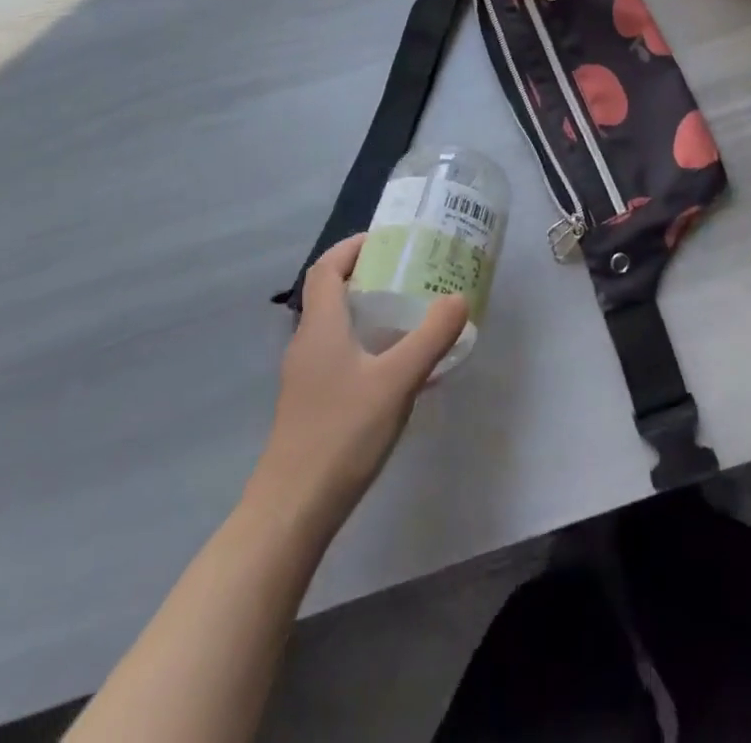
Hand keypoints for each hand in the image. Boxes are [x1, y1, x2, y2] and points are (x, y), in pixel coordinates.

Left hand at [249, 235, 467, 537]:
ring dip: (372, 314)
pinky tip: (401, 372)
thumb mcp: (397, 381)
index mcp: (321, 326)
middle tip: (412, 274)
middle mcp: (308, 344)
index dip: (352, 247)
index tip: (387, 239)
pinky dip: (370, 348)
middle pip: (333, 295)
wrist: (292, 511)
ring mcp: (307, 377)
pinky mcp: (313, 405)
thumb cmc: (341, 434)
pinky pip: (344, 358)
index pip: (327, 269)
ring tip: (414, 316)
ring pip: (339, 328)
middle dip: (370, 277)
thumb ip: (431, 338)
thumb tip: (458, 298)